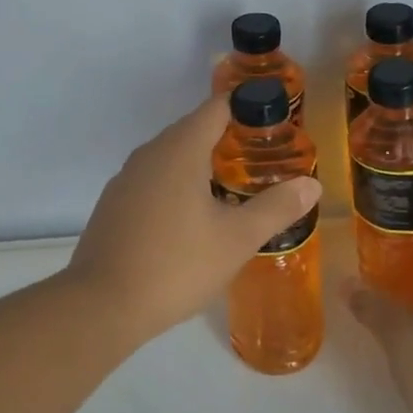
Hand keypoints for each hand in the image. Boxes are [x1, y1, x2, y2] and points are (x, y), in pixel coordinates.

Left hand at [68, 96, 322, 344]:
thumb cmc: (175, 265)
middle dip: (229, 137)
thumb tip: (312, 184)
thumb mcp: (236, 239)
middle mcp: (150, 153)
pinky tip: (192, 216)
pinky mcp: (114, 203)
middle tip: (263, 158)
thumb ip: (276, 208)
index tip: (274, 120)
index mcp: (180, 149)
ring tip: (234, 187)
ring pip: (172, 156)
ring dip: (202, 163)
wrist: (101, 305)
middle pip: (194, 129)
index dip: (247, 107)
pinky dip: (178, 184)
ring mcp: (127, 178)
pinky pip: (154, 179)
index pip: (217, 107)